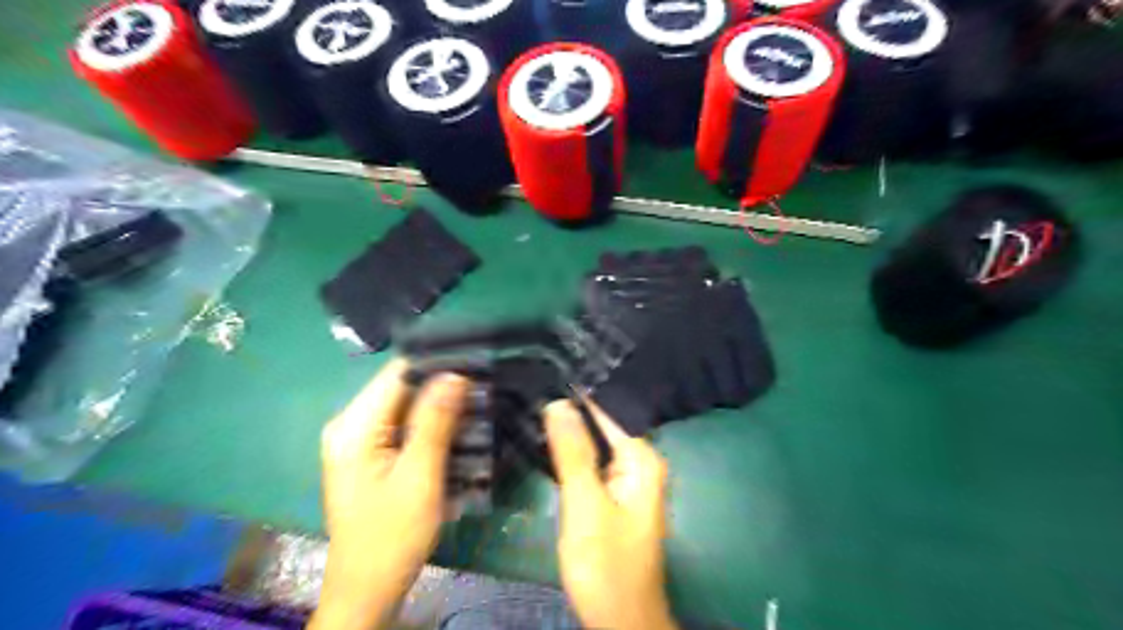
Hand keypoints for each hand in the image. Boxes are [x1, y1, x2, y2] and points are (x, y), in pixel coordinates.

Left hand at [305, 360, 469, 628]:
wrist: (367, 589)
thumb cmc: (392, 537)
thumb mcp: (420, 478)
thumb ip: (435, 422)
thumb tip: (455, 373)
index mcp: (354, 426)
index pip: (398, 374)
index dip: (438, 364)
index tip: (478, 363)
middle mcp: (351, 424)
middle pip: (402, 387)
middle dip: (443, 386)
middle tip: (485, 386)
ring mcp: (359, 439)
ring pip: (407, 405)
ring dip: (441, 406)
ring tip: (480, 403)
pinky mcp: (371, 453)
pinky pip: (405, 425)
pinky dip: (432, 424)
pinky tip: (459, 428)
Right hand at [545, 398, 674, 629]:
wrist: (620, 618)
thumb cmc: (606, 563)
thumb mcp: (585, 504)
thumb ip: (573, 453)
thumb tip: (559, 402)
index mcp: (642, 458)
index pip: (608, 409)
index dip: (577, 393)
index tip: (545, 372)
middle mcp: (639, 462)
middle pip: (602, 425)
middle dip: (570, 410)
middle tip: (532, 387)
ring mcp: (626, 479)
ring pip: (594, 443)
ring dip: (568, 431)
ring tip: (532, 404)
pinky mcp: (612, 494)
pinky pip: (591, 463)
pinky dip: (571, 453)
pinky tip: (546, 441)